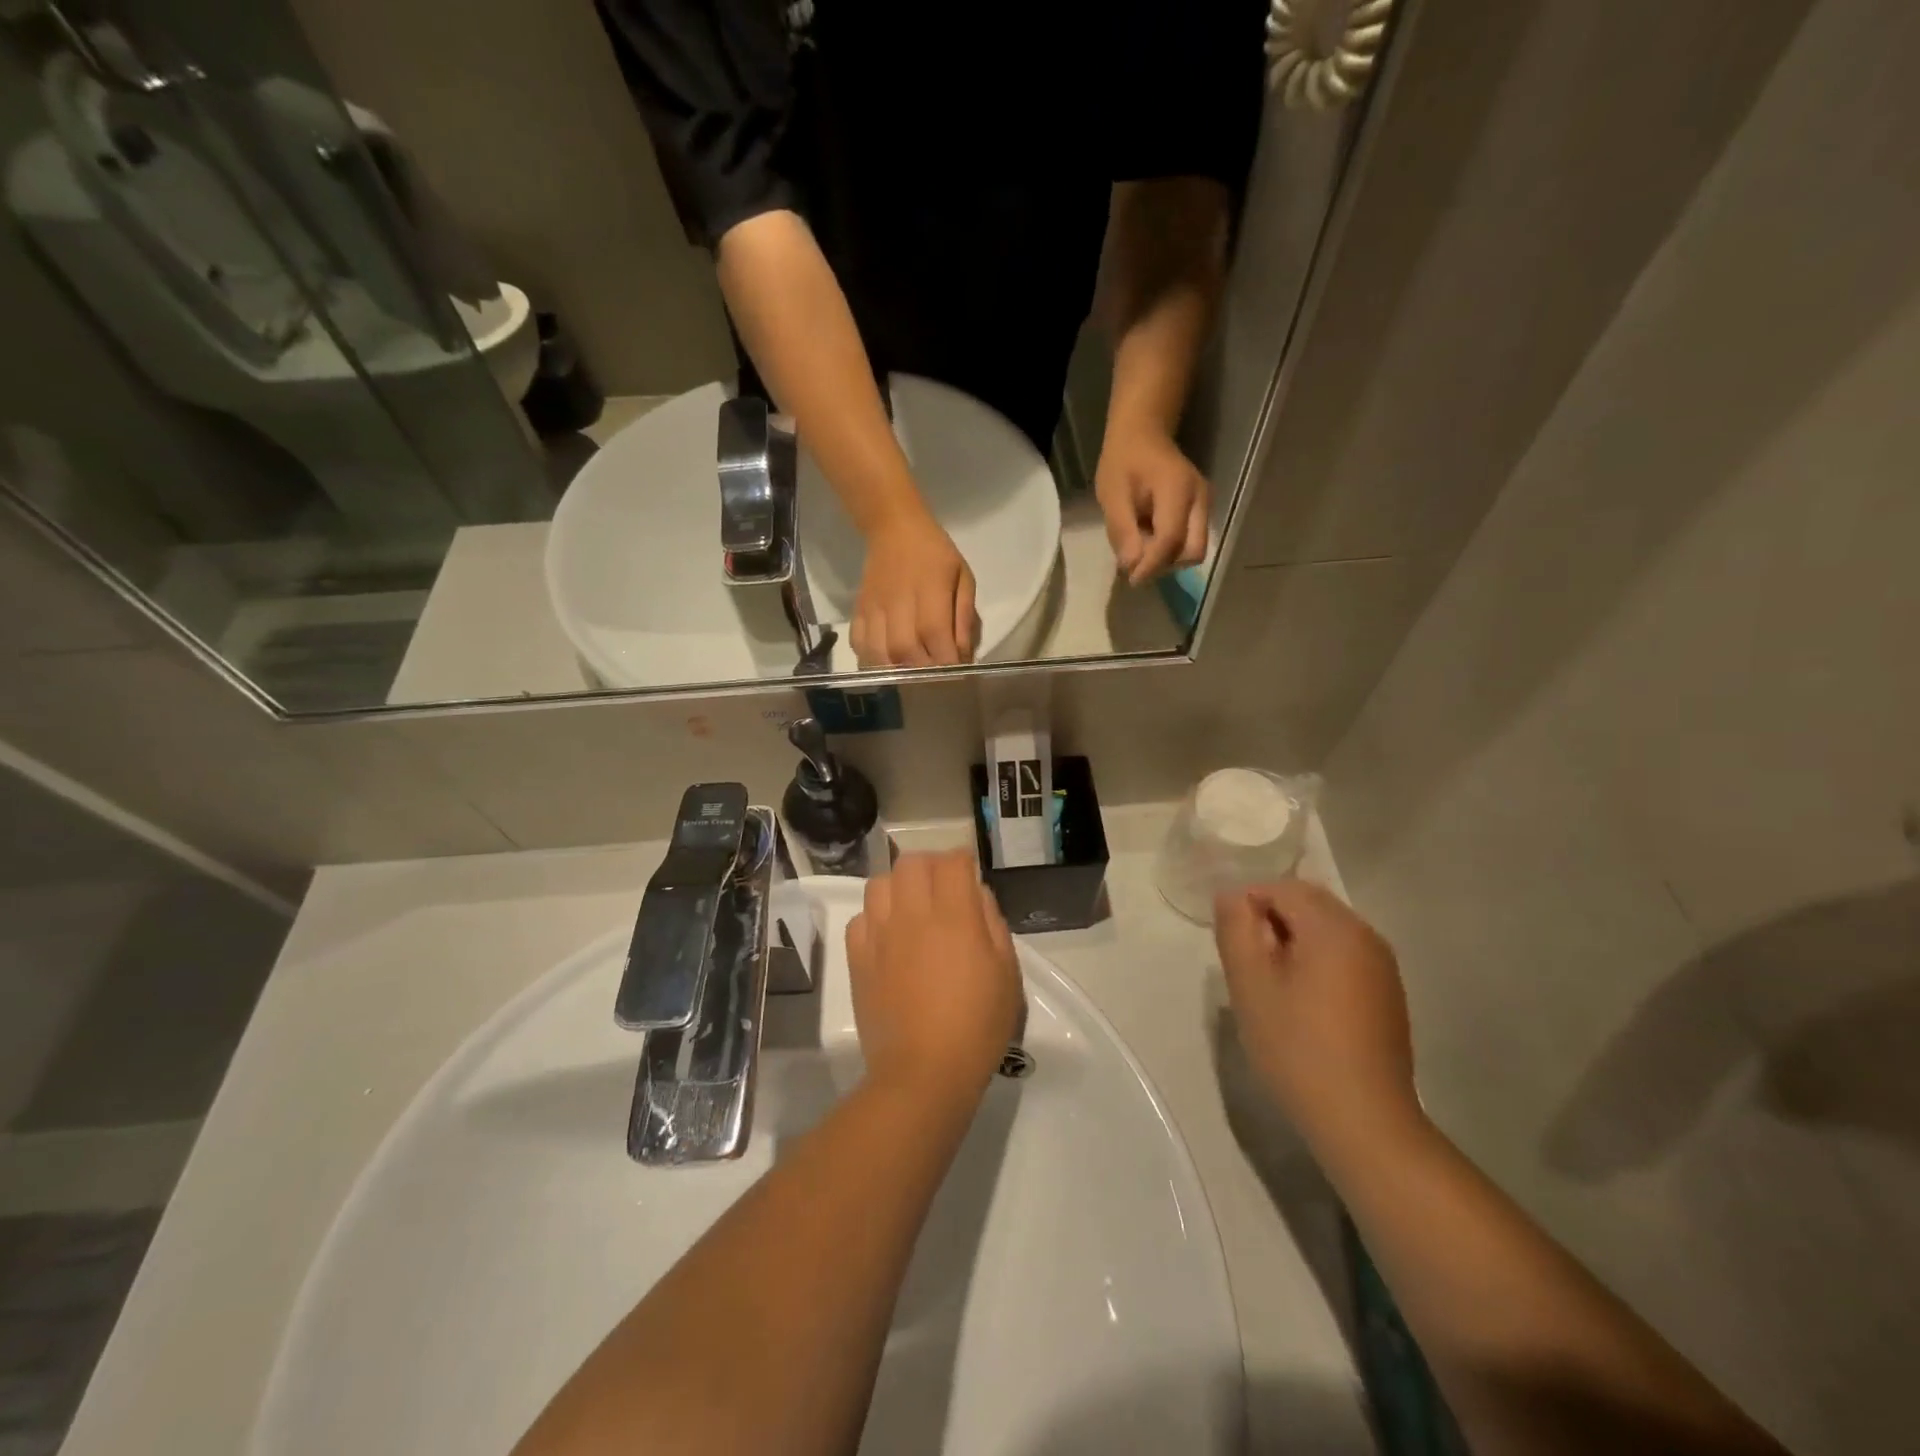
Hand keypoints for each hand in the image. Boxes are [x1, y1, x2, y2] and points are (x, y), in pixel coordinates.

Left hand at [845, 851, 1022, 1104]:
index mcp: (954, 918)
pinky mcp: (857, 958)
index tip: (968, 874)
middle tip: (941, 887)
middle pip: (911, 863)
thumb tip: (976, 895)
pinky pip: (860, 918)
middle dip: (929, 865)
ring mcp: (880, 935)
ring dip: (898, 886)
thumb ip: (993, 924)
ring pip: (879, 883)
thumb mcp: (1007, 975)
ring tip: (911, 907)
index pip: (952, 862)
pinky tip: (888, 937)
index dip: (962, 861)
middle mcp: (913, 916)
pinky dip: (875, 917)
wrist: (923, 1074)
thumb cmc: (977, 1027)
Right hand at [851, 510, 978, 666]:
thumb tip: (963, 655)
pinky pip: (858, 643)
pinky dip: (871, 660)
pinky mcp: (859, 610)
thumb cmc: (935, 553)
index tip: (957, 675)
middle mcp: (898, 602)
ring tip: (911, 675)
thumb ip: (963, 617)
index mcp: (929, 591)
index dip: (945, 661)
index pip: (934, 635)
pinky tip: (886, 663)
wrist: (894, 528)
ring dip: (897, 671)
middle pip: (905, 650)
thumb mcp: (963, 577)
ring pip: (879, 652)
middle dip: (923, 672)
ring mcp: (874, 607)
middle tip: (935, 678)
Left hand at [1095, 430, 1209, 585]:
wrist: (1143, 435)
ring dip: (1166, 559)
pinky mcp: (1202, 511)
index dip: (1152, 565)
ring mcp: (1205, 505)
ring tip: (1139, 544)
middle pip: (1193, 551)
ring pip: (1193, 550)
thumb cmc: (1123, 462)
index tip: (1131, 579)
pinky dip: (1169, 550)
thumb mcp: (1112, 495)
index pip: (1172, 539)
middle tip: (1136, 563)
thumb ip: (1122, 530)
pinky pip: (1190, 541)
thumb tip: (1132, 566)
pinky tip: (1148, 538)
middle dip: (1164, 565)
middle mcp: (1201, 499)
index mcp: (1178, 490)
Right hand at [1215, 881, 1420, 1156]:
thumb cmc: (1296, 1046)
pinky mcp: (1388, 994)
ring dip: (1293, 943)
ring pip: (1326, 930)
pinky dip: (1317, 963)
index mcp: (1333, 927)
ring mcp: (1383, 966)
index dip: (1247, 906)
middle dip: (1271, 921)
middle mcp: (1365, 935)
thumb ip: (1236, 928)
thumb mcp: (1249, 984)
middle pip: (1307, 903)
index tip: (1232, 946)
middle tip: (1247, 966)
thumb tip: (1231, 894)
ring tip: (1271, 987)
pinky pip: (1344, 956)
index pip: (1281, 887)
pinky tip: (1303, 1006)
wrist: (1362, 1120)